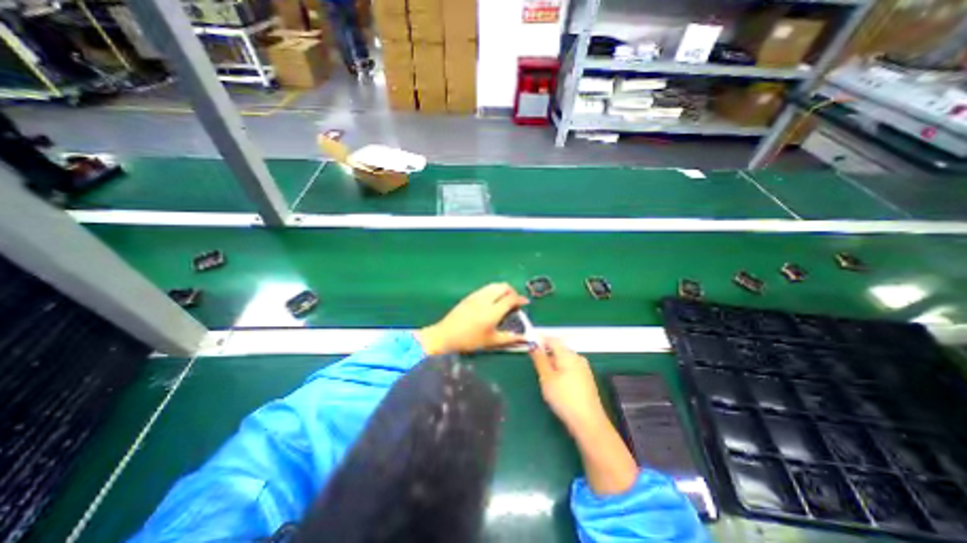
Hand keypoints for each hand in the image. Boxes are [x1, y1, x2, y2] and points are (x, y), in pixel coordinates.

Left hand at [415, 284, 527, 355]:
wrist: (445, 335)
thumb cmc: (470, 340)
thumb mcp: (491, 341)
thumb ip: (509, 338)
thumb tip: (525, 338)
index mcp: (492, 311)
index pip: (511, 298)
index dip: (520, 299)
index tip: (525, 303)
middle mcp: (486, 299)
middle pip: (503, 287)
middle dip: (512, 292)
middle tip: (515, 301)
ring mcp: (476, 296)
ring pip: (494, 285)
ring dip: (503, 290)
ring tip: (505, 300)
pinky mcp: (470, 296)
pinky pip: (486, 288)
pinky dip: (494, 290)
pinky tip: (492, 300)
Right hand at [526, 340, 606, 437]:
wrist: (588, 422)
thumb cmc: (564, 398)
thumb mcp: (546, 378)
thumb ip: (539, 359)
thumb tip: (533, 345)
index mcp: (568, 354)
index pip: (552, 340)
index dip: (540, 340)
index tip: (529, 345)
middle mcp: (578, 357)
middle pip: (559, 349)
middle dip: (547, 353)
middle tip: (535, 364)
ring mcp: (584, 368)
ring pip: (564, 359)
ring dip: (553, 363)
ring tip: (545, 377)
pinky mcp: (586, 379)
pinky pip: (570, 368)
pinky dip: (561, 371)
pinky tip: (557, 384)